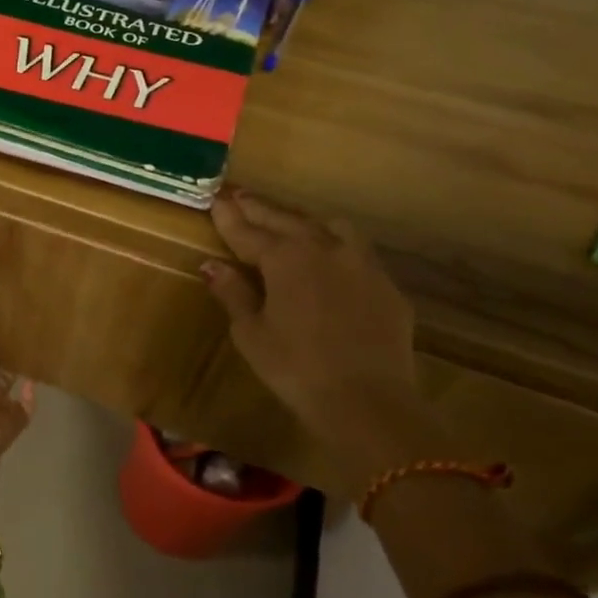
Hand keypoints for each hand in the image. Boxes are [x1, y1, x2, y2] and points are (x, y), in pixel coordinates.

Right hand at [201, 190, 430, 475]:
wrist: (368, 401)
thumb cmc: (295, 367)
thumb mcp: (251, 333)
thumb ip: (233, 293)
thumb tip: (212, 265)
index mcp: (285, 258)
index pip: (248, 231)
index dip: (229, 217)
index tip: (215, 200)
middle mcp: (324, 248)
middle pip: (286, 221)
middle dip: (260, 209)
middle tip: (240, 196)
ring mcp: (361, 264)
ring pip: (329, 227)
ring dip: (303, 221)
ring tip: (288, 222)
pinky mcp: (386, 286)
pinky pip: (356, 252)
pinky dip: (335, 246)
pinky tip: (330, 259)